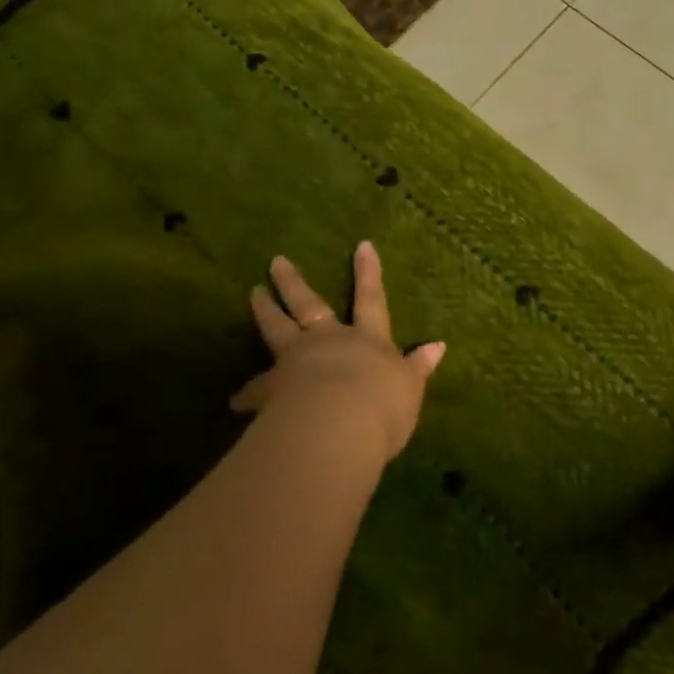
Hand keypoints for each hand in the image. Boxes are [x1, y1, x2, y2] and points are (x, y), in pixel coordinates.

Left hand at [232, 241, 443, 467]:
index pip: (371, 300)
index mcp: (368, 340)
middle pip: (310, 305)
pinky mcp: (272, 389)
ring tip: (253, 294)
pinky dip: (247, 393)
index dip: (368, 273)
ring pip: (277, 330)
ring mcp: (296, 361)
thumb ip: (418, 367)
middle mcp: (329, 341)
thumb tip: (438, 346)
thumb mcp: (410, 387)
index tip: (362, 245)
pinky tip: (235, 401)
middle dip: (295, 283)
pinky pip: (256, 388)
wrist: (337, 428)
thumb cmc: (383, 406)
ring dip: (265, 310)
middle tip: (275, 262)